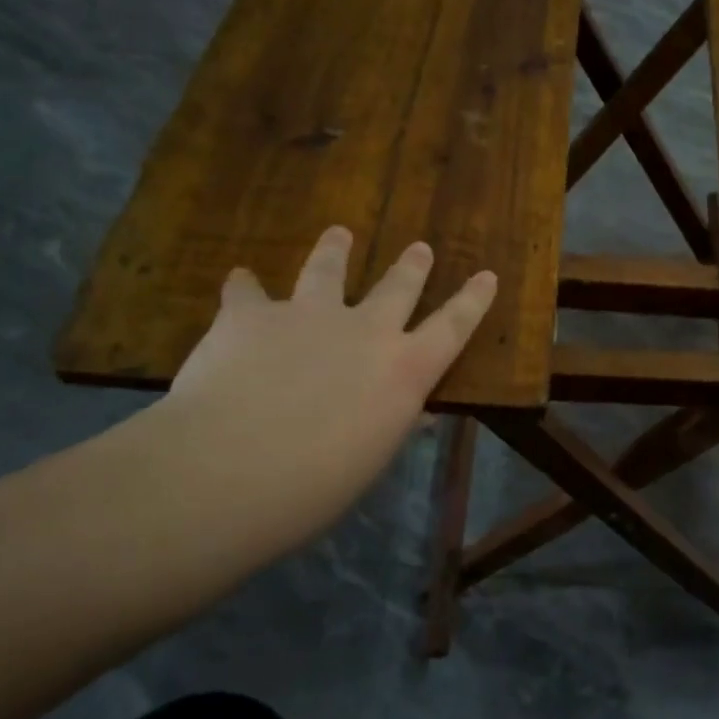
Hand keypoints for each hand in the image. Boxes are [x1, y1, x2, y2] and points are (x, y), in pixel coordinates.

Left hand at [157, 226, 496, 558]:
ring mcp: (308, 314)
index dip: (472, 300)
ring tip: (339, 233)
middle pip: (397, 287)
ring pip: (327, 270)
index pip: (453, 327)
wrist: (232, 467)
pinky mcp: (251, 314)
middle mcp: (365, 329)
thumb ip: (391, 422)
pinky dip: (245, 287)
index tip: (486, 275)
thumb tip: (413, 412)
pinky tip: (239, 280)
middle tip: (420, 248)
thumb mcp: (371, 458)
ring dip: (335, 250)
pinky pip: (248, 291)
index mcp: (404, 369)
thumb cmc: (315, 485)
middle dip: (412, 267)